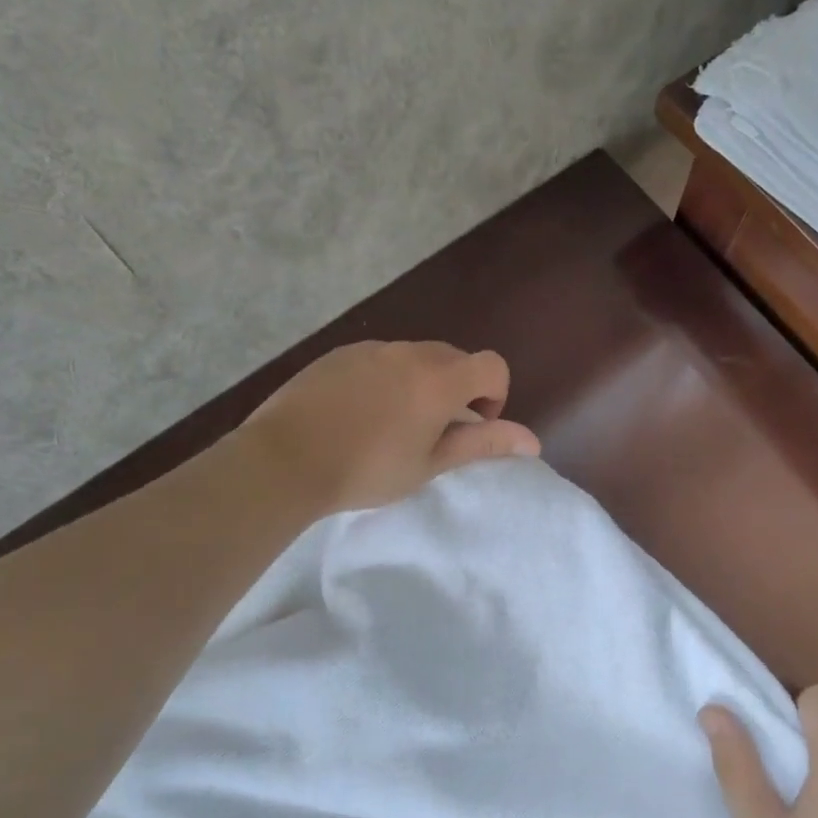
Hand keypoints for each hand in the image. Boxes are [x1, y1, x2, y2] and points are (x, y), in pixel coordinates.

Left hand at [238, 341, 540, 515]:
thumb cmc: (368, 469)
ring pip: (415, 356)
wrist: (285, 458)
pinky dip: (386, 378)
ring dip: (421, 382)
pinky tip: (358, 413)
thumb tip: (532, 440)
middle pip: (455, 358)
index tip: (471, 426)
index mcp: (441, 379)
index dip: (494, 395)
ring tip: (392, 424)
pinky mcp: (339, 353)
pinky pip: (380, 358)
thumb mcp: (431, 464)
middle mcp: (411, 352)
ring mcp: (372, 348)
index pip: (493, 366)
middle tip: (433, 430)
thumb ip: (483, 444)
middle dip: (458, 389)